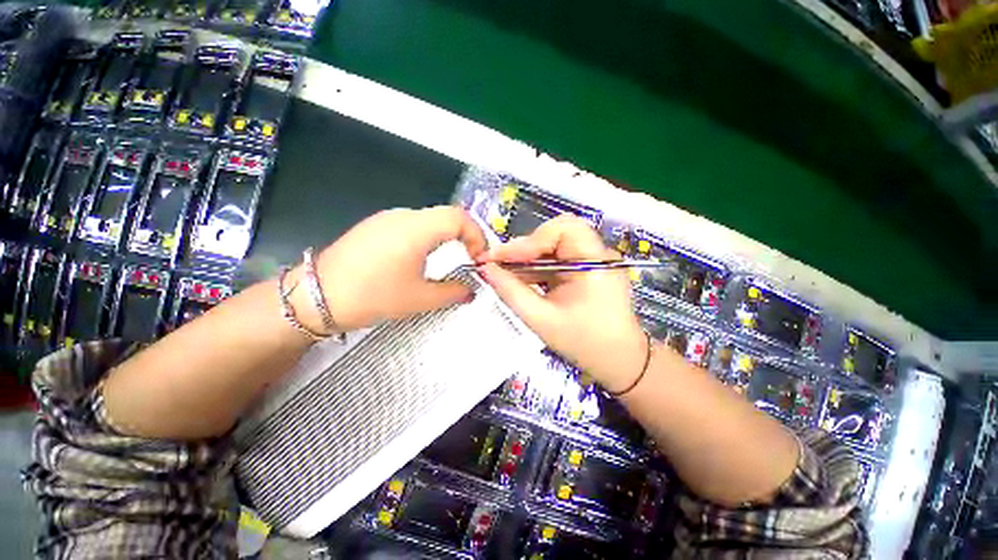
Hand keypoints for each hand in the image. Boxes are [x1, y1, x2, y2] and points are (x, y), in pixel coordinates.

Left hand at [289, 206, 487, 333]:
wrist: (315, 296)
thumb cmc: (373, 296)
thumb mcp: (420, 299)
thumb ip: (453, 292)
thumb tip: (470, 291)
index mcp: (417, 229)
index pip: (459, 217)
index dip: (477, 235)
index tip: (478, 259)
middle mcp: (403, 216)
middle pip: (446, 215)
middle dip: (465, 235)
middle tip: (469, 258)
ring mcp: (386, 219)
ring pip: (429, 219)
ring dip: (446, 235)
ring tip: (449, 258)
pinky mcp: (374, 226)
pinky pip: (411, 224)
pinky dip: (427, 236)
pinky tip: (420, 257)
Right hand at [477, 215, 646, 392]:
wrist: (618, 362)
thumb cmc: (583, 343)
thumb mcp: (541, 319)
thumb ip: (511, 291)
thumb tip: (485, 268)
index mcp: (595, 262)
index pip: (562, 230)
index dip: (528, 241)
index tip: (499, 257)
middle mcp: (598, 254)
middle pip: (557, 233)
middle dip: (526, 247)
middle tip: (501, 263)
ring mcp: (593, 260)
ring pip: (554, 245)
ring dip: (529, 257)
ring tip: (505, 272)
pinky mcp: (586, 269)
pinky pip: (557, 258)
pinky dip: (537, 266)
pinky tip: (522, 279)